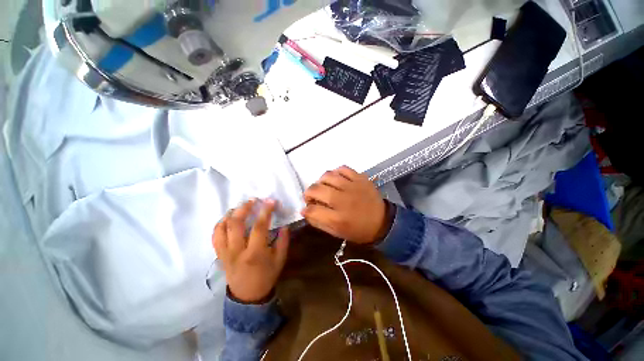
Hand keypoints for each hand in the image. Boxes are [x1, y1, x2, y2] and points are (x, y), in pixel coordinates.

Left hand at [212, 199, 289, 302]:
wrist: (247, 296)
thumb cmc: (266, 277)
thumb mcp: (280, 260)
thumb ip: (283, 241)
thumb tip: (284, 225)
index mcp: (255, 254)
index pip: (259, 227)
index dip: (265, 211)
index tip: (271, 201)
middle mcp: (237, 251)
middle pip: (236, 224)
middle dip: (244, 208)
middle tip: (253, 200)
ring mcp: (225, 253)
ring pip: (222, 228)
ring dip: (231, 213)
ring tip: (240, 206)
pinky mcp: (219, 255)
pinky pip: (215, 236)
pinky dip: (220, 224)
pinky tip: (228, 218)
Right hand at [302, 166, 391, 243]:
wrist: (383, 221)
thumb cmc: (358, 230)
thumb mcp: (337, 233)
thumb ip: (318, 222)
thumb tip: (305, 211)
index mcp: (338, 219)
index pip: (312, 209)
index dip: (306, 209)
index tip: (308, 208)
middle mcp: (343, 200)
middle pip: (316, 189)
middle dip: (308, 193)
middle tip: (312, 197)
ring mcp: (352, 186)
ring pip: (327, 176)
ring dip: (320, 181)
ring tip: (324, 187)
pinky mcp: (360, 178)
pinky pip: (342, 168)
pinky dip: (335, 173)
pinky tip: (336, 179)